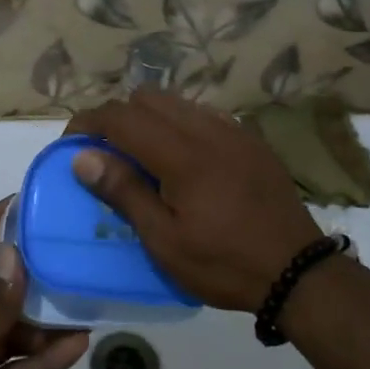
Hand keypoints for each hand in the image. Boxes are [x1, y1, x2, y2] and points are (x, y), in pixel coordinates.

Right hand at [66, 90, 322, 311]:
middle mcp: (206, 128)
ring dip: (149, 119)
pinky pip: (203, 114)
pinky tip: (182, 160)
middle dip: (118, 118)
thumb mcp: (165, 241)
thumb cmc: (224, 263)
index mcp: (181, 154)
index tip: (72, 145)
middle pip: (147, 98)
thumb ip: (124, 192)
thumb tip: (82, 157)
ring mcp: (232, 130)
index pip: (121, 116)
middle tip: (107, 155)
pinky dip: (179, 125)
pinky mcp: (250, 139)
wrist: (298, 271)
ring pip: (176, 102)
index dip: (88, 123)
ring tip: (142, 158)